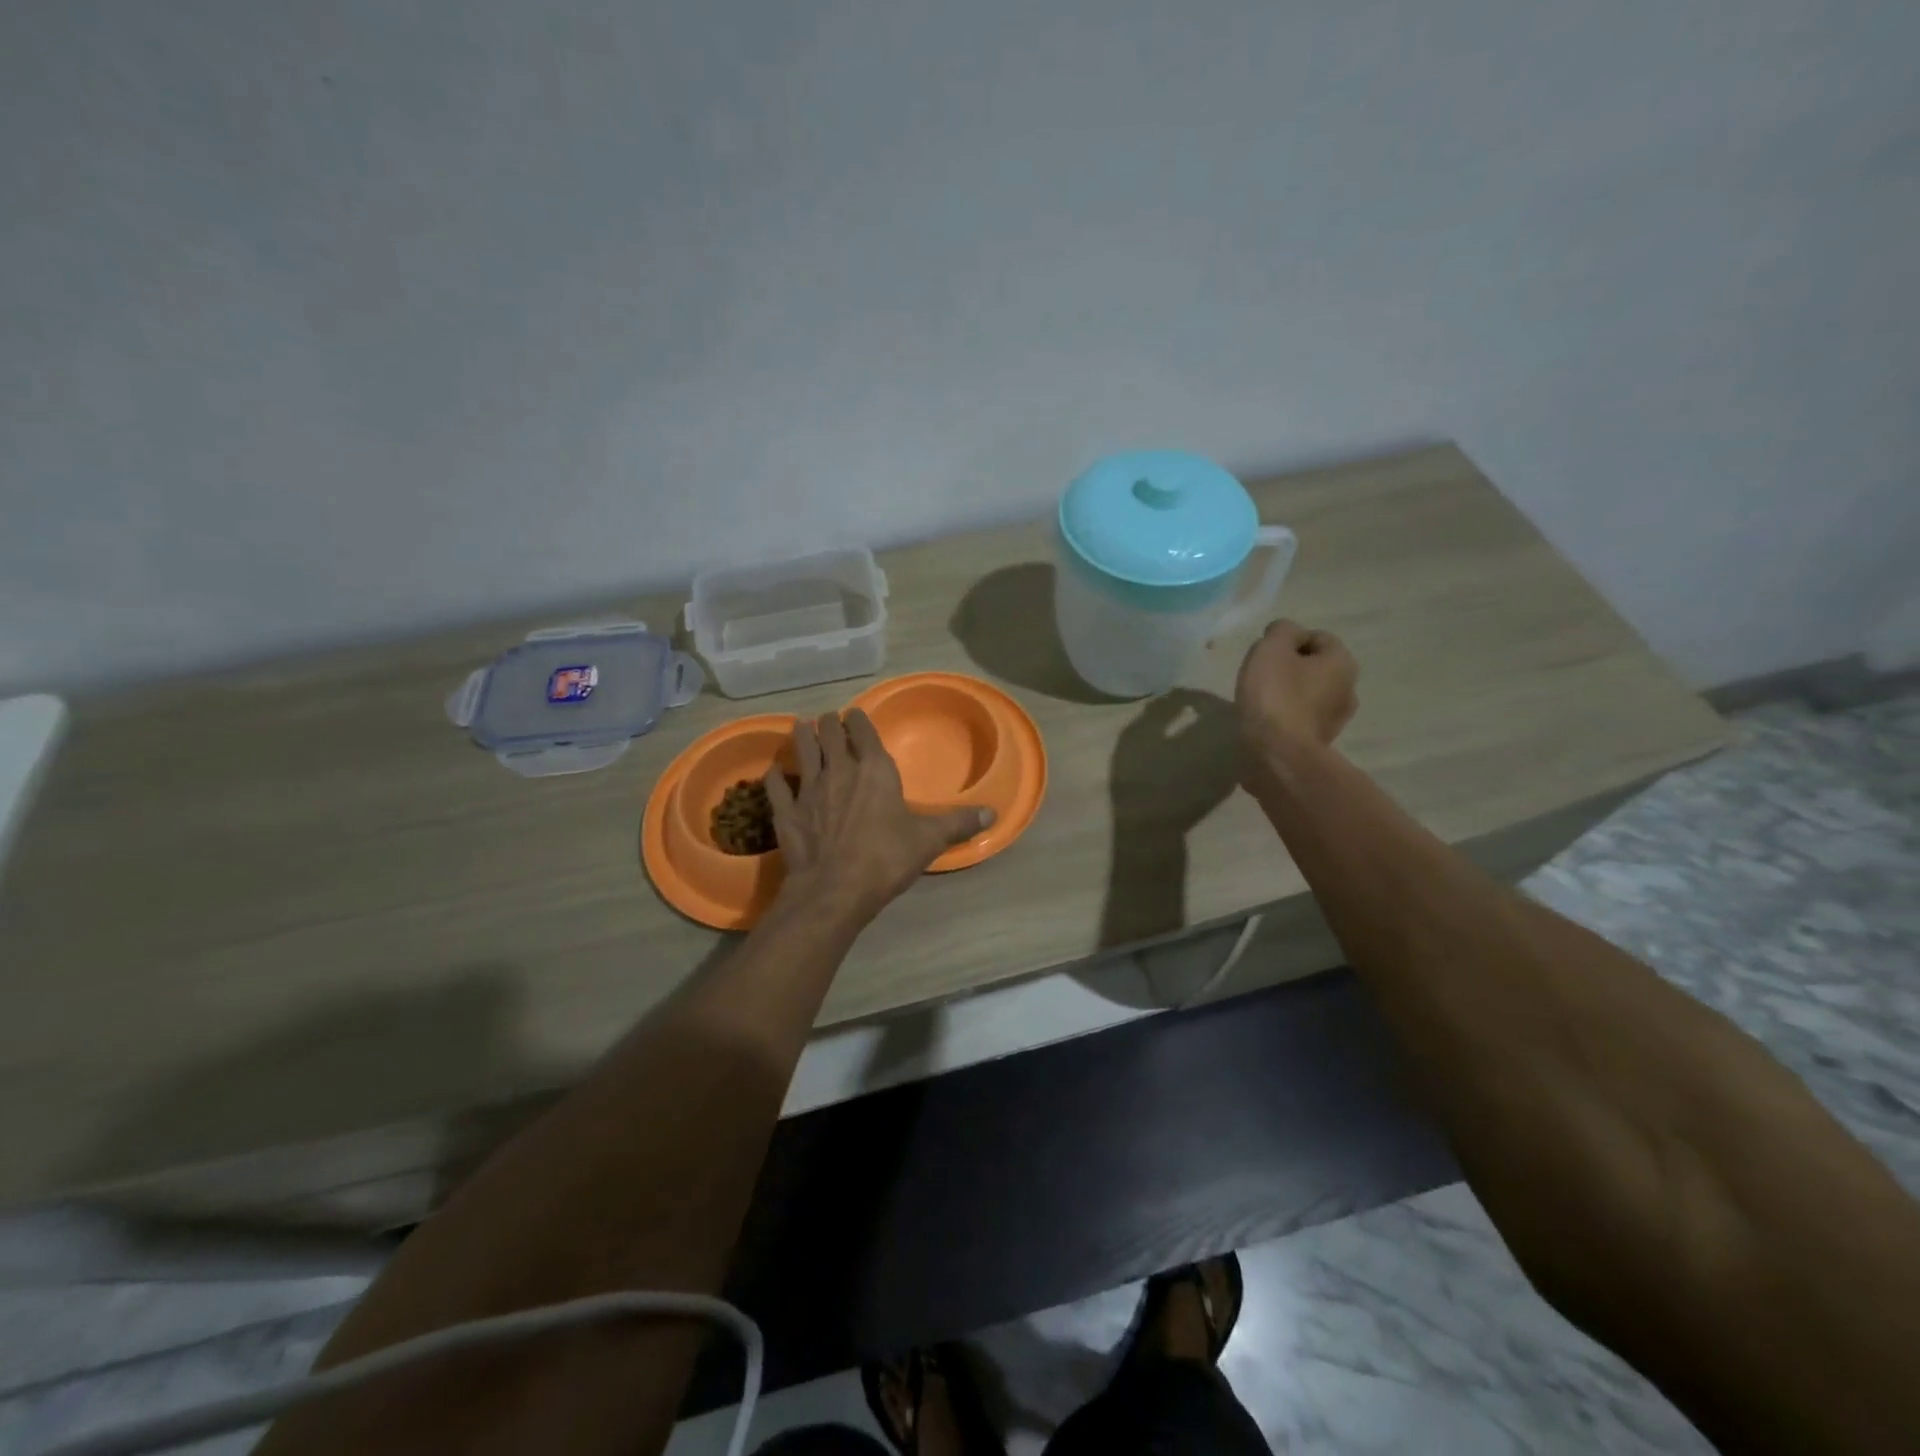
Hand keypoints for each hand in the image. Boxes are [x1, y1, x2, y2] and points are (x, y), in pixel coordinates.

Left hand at [765, 710, 993, 925]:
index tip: (855, 715)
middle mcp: (838, 770)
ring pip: (802, 750)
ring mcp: (808, 789)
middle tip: (829, 721)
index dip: (858, 719)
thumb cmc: (885, 858)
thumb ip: (958, 823)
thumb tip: (993, 814)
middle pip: (828, 733)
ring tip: (801, 729)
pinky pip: (777, 786)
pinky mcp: (786, 812)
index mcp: (873, 769)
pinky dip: (776, 777)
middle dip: (829, 723)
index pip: (863, 730)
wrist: (834, 890)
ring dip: (802, 737)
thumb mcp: (928, 840)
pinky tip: (775, 773)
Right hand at [1234, 620, 1358, 760]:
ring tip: (1260, 701)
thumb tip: (1286, 633)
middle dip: (1289, 667)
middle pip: (1314, 666)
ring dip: (1288, 693)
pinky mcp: (1320, 742)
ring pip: (1308, 693)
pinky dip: (1286, 716)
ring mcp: (1337, 719)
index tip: (1264, 655)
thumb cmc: (1275, 695)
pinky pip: (1301, 718)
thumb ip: (1281, 630)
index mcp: (1342, 662)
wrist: (1277, 754)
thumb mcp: (1271, 649)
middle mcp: (1348, 688)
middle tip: (1260, 676)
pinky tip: (1267, 722)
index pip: (1316, 637)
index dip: (1287, 641)